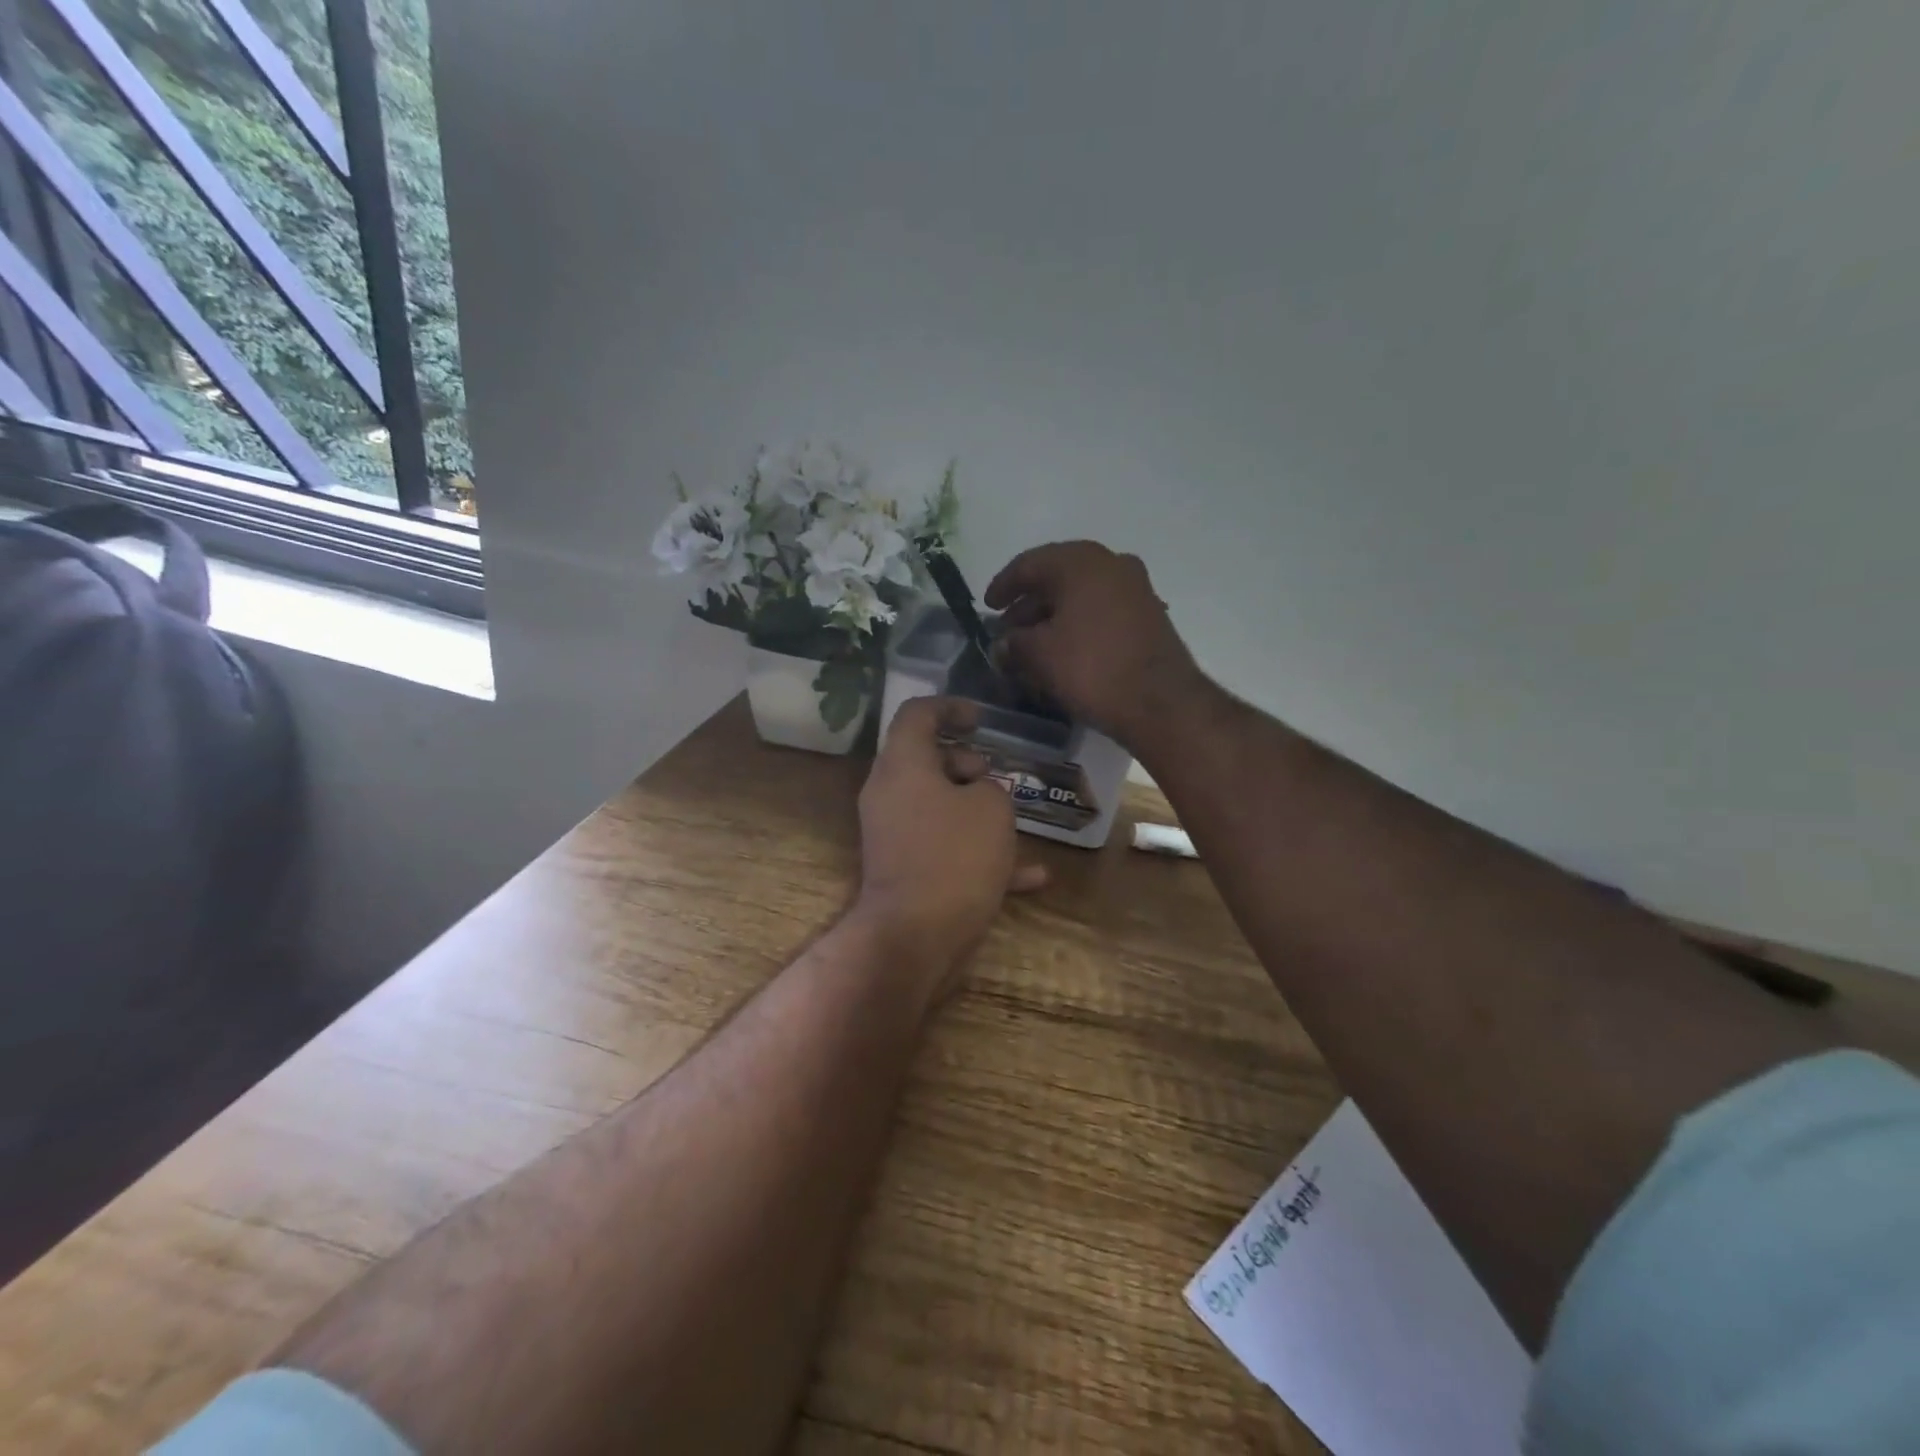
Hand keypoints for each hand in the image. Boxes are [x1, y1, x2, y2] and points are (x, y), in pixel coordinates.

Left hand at [854, 696, 1048, 994]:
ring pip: (937, 805)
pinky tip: (1032, 877)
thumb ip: (990, 787)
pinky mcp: (905, 870)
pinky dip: (979, 854)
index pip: (917, 714)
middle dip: (967, 763)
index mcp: (902, 765)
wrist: (915, 936)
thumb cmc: (954, 856)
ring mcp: (895, 834)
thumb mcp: (992, 807)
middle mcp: (890, 794)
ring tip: (1015, 819)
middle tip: (997, 776)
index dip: (951, 706)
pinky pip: (944, 849)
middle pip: (926, 760)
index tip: (981, 719)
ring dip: (976, 808)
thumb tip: (980, 794)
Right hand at [984, 541, 1204, 748]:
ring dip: (1053, 616)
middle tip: (1008, 630)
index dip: (1003, 585)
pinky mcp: (1148, 614)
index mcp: (1080, 562)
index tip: (987, 606)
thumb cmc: (1092, 668)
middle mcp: (1111, 564)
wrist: (1161, 702)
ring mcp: (1135, 588)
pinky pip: (1101, 610)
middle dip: (1028, 604)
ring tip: (1032, 645)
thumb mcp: (1040, 655)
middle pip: (1057, 577)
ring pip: (1081, 595)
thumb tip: (1002, 645)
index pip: (1029, 564)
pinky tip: (1064, 650)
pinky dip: (1078, 624)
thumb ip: (1013, 643)